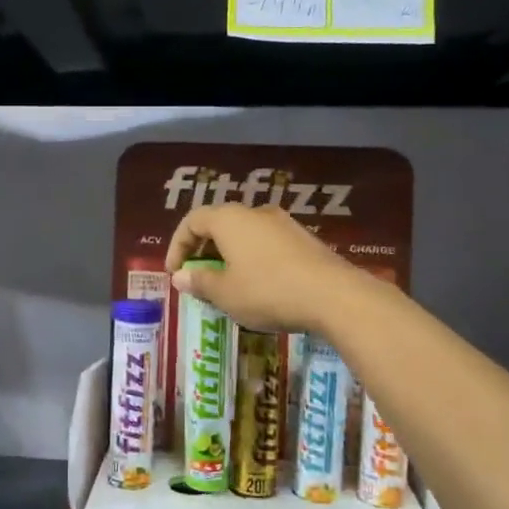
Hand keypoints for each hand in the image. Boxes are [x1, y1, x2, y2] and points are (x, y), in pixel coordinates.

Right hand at [165, 202, 366, 334]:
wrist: (333, 295)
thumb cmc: (268, 291)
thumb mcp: (225, 293)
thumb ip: (199, 281)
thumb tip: (181, 276)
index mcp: (229, 220)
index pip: (192, 221)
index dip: (178, 245)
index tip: (175, 272)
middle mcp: (255, 213)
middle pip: (219, 224)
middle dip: (203, 250)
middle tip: (198, 276)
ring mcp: (284, 224)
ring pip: (245, 234)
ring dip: (229, 255)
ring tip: (227, 284)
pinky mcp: (304, 239)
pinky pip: (267, 244)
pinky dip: (253, 259)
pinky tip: (258, 285)